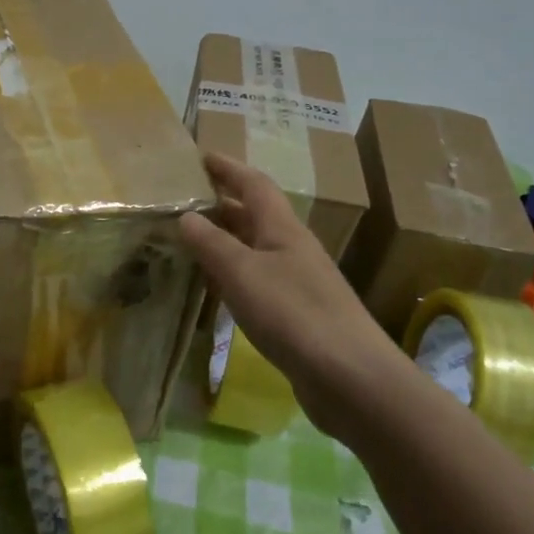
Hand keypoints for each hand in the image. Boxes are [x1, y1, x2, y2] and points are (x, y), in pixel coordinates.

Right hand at [178, 153, 407, 436]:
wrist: (350, 377)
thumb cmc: (293, 314)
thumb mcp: (243, 273)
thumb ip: (212, 243)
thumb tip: (186, 216)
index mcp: (282, 229)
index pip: (254, 184)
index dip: (228, 168)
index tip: (200, 156)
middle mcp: (292, 248)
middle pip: (255, 214)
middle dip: (221, 202)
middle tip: (183, 200)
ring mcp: (297, 282)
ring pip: (254, 248)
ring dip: (224, 239)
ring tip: (188, 239)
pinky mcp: (296, 314)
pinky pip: (257, 280)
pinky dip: (232, 275)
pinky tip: (214, 288)